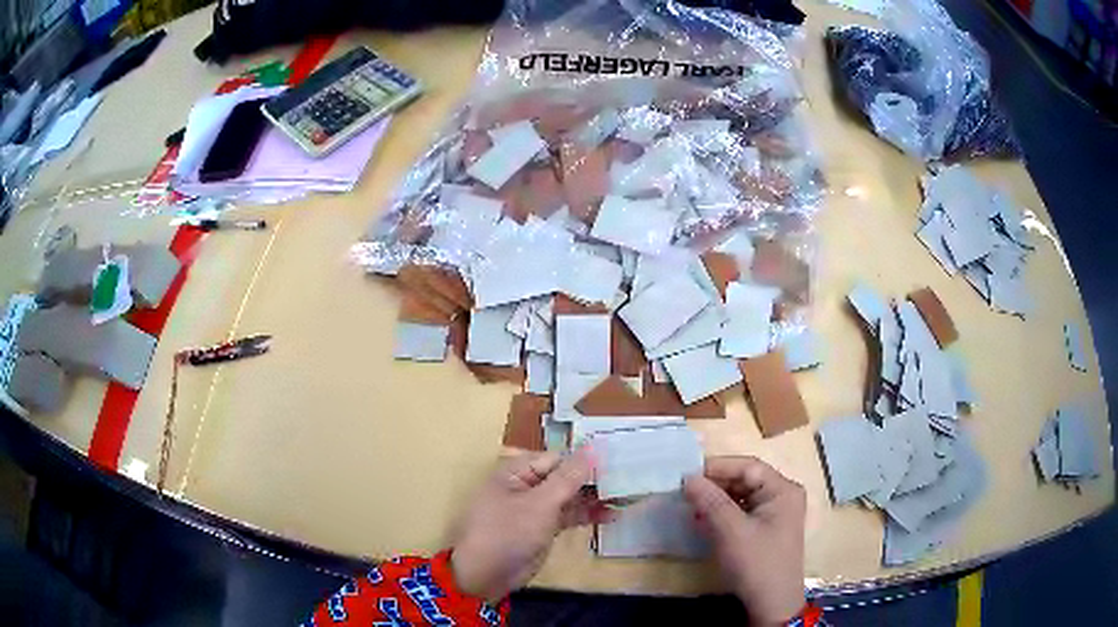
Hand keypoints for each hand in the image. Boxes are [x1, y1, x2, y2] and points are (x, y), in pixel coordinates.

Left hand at [450, 448, 611, 602]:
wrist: (486, 575)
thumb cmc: (508, 532)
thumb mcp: (540, 504)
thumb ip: (568, 478)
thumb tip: (593, 448)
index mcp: (516, 471)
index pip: (558, 459)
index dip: (586, 461)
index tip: (619, 463)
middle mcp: (526, 485)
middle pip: (564, 477)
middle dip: (593, 480)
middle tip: (629, 481)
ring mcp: (534, 508)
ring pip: (568, 497)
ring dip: (593, 499)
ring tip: (627, 498)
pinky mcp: (542, 528)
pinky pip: (567, 516)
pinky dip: (586, 515)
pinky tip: (611, 515)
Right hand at [683, 457, 806, 626]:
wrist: (771, 604)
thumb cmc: (756, 563)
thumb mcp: (731, 531)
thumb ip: (710, 501)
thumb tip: (688, 478)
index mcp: (782, 490)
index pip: (748, 467)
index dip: (717, 467)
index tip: (686, 474)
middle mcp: (781, 496)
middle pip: (745, 480)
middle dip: (715, 485)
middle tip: (684, 492)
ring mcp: (774, 514)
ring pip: (740, 497)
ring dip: (715, 501)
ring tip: (690, 506)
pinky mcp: (764, 530)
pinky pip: (741, 513)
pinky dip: (721, 515)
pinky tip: (702, 521)